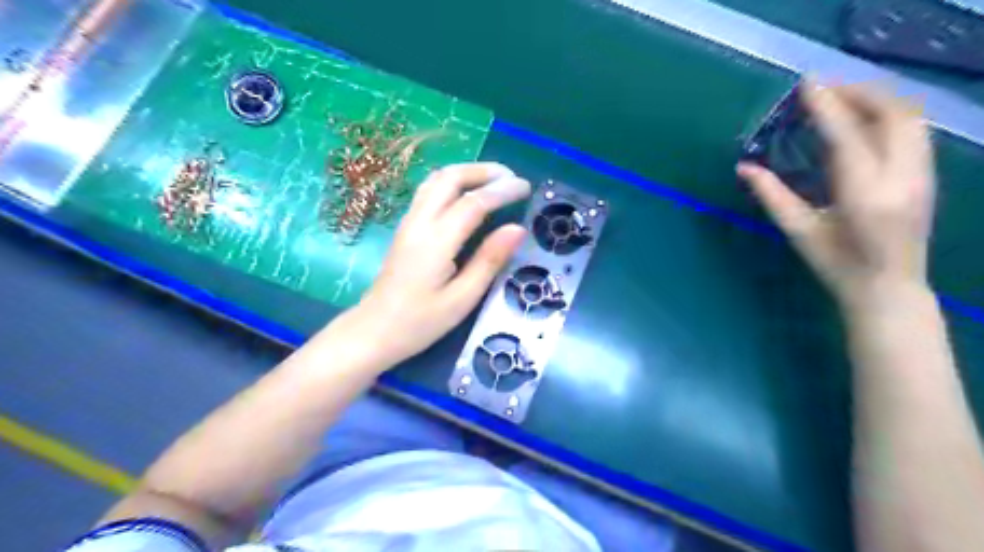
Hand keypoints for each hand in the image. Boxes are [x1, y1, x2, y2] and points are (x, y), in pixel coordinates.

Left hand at [340, 164, 529, 369]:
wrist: (374, 331)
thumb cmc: (420, 322)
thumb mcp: (462, 299)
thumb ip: (489, 261)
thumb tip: (517, 229)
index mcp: (436, 241)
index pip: (473, 202)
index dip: (502, 190)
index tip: (526, 187)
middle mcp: (420, 222)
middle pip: (450, 177)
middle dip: (484, 171)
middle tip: (511, 178)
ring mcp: (409, 222)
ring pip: (436, 180)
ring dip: (467, 173)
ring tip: (494, 181)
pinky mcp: (405, 228)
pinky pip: (428, 191)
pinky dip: (452, 182)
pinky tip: (467, 194)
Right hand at [737, 82, 936, 308]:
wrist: (888, 287)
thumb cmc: (836, 264)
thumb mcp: (798, 231)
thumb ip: (772, 195)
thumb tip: (744, 167)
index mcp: (864, 196)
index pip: (847, 137)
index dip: (826, 106)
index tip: (807, 85)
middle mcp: (902, 178)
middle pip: (892, 114)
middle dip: (858, 92)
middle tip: (823, 89)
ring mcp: (923, 174)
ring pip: (911, 117)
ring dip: (877, 99)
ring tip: (842, 98)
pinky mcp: (929, 175)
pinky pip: (915, 129)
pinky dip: (890, 113)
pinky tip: (866, 119)